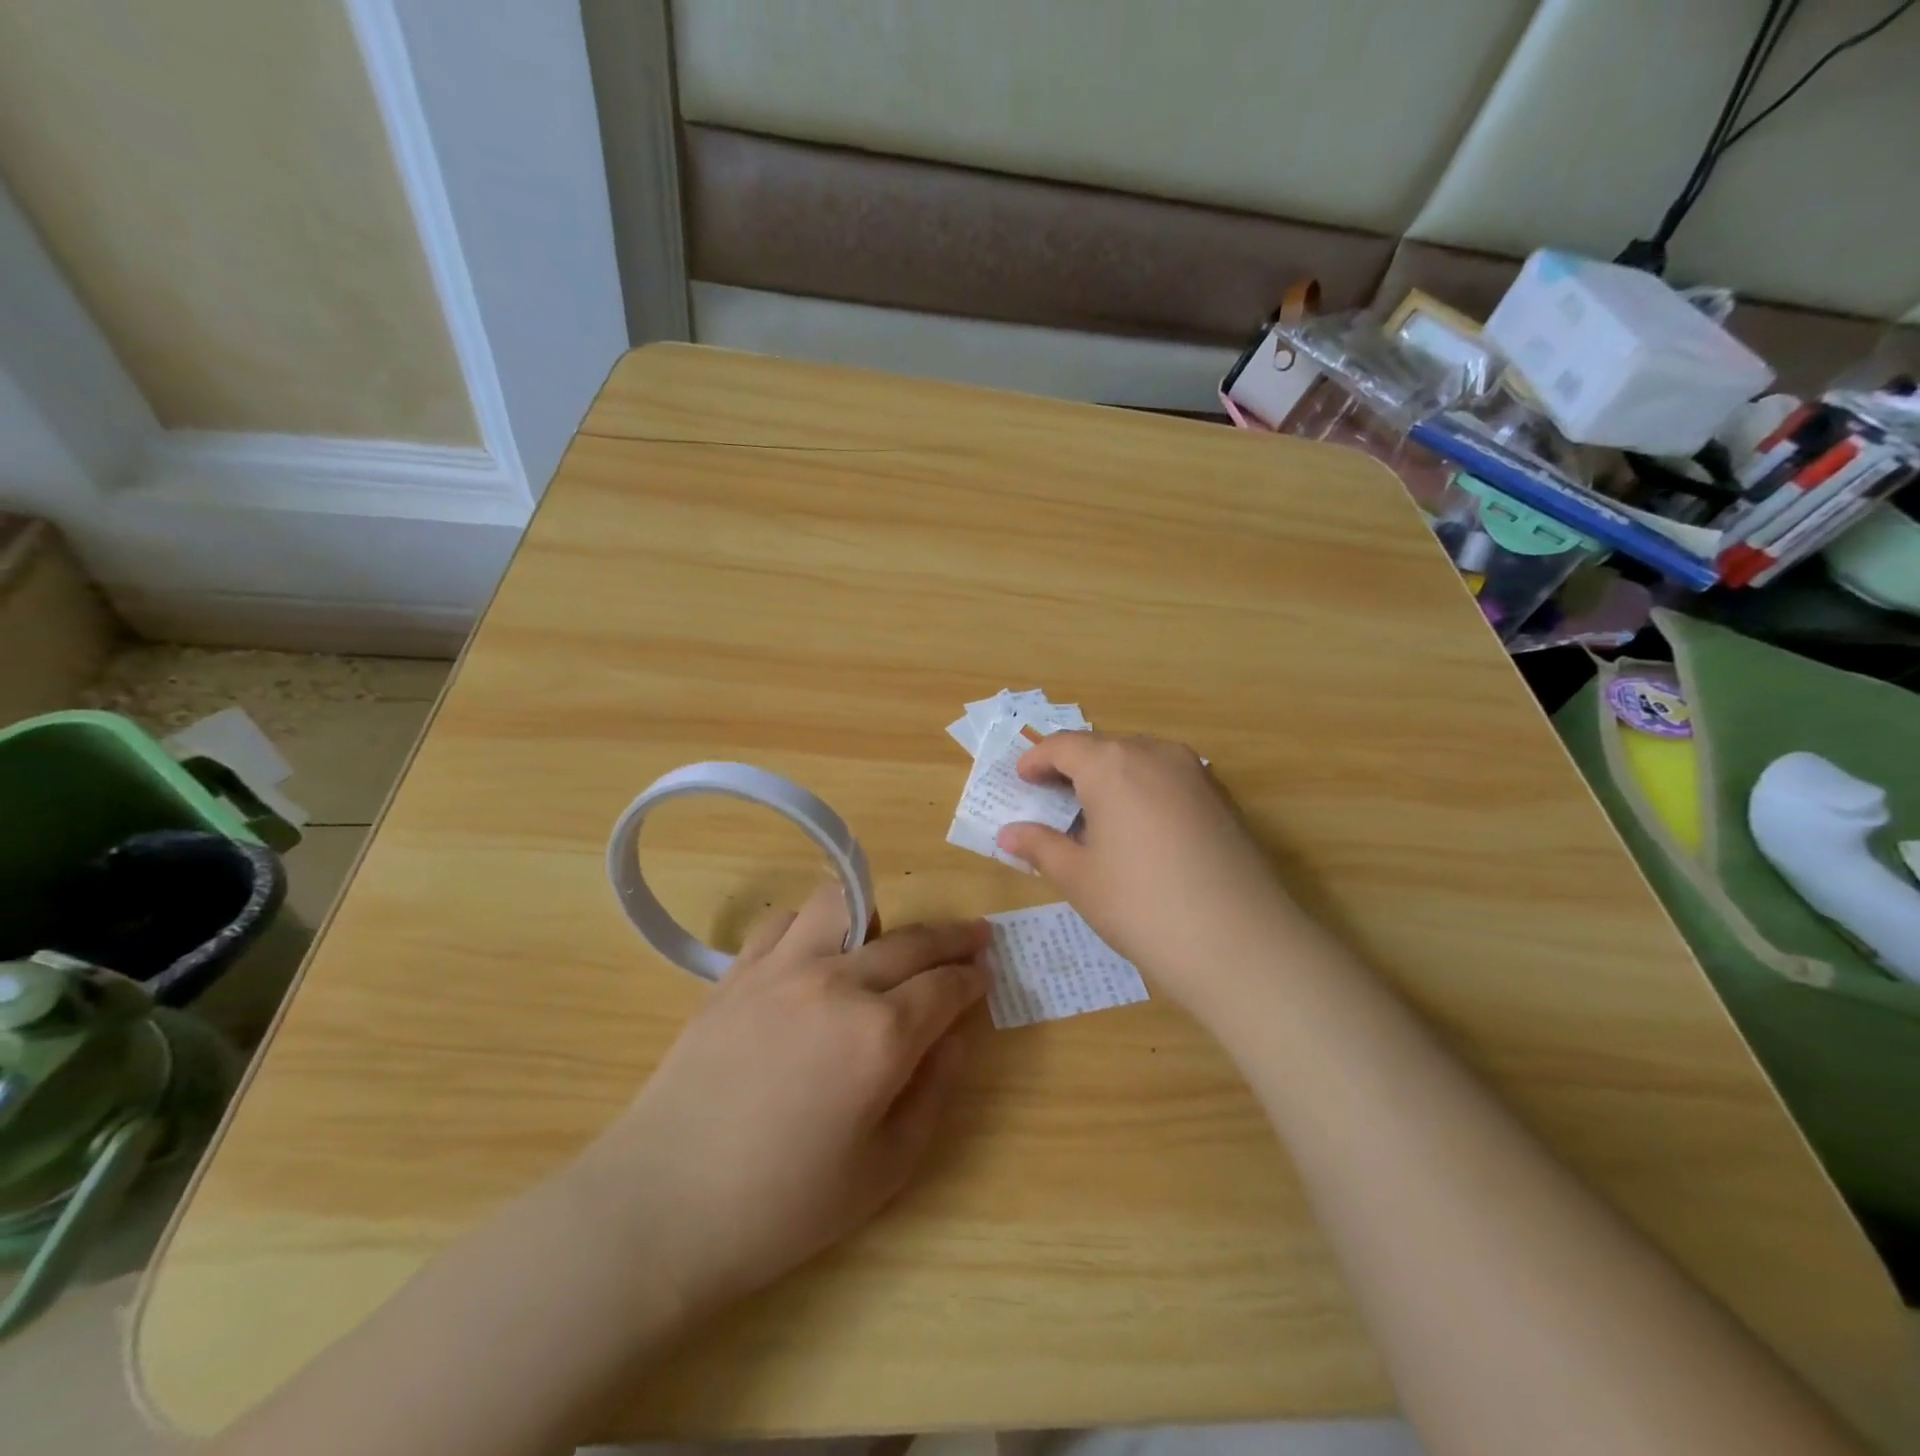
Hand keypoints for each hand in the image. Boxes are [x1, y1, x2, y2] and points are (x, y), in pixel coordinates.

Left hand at [573, 885, 990, 1319]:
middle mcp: (838, 983)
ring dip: (876, 916)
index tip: (985, 974)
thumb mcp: (884, 1170)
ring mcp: (783, 969)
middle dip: (952, 936)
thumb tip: (954, 1038)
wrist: (664, 1205)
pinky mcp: (738, 972)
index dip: (972, 978)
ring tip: (881, 941)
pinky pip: (783, 921)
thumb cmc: (783, 1205)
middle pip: (911, 939)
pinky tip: (812, 954)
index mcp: (881, 1035)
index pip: (945, 986)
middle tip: (972, 938)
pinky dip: (810, 926)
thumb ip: (931, 1093)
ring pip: (843, 903)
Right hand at [996, 733, 1301, 1014]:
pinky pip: (1169, 778)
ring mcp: (1195, 773)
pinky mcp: (1222, 797)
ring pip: (1140, 759)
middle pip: (1103, 747)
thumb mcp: (1079, 878)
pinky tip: (1140, 828)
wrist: (1239, 942)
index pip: (1063, 746)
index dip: (1036, 760)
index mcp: (1112, 765)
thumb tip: (1008, 834)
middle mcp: (1155, 753)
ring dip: (1111, 776)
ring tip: (1094, 813)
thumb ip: (1040, 846)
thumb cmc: (1141, 905)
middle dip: (1073, 766)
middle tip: (1052, 798)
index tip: (1021, 779)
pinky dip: (1144, 789)